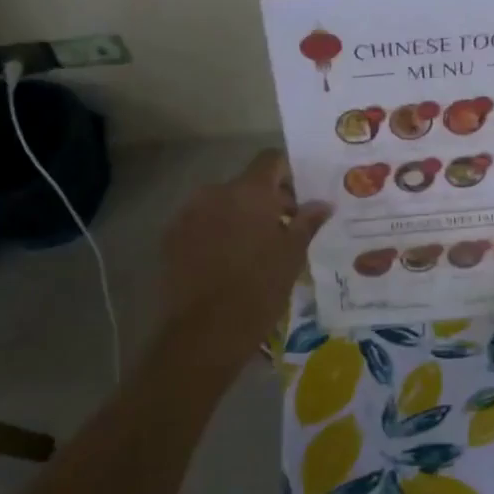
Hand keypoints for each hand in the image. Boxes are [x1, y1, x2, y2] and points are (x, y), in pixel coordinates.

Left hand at [158, 150, 330, 357]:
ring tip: (255, 249)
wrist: (203, 334)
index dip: (288, 174)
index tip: (300, 199)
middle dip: (266, 201)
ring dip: (240, 217)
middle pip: (246, 184)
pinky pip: (201, 223)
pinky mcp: (170, 237)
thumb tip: (323, 204)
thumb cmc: (258, 291)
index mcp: (249, 192)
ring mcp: (188, 213)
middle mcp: (215, 192)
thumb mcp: (291, 257)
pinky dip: (216, 232)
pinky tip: (227, 262)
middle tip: (284, 230)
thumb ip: (307, 223)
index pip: (271, 160)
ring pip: (222, 204)